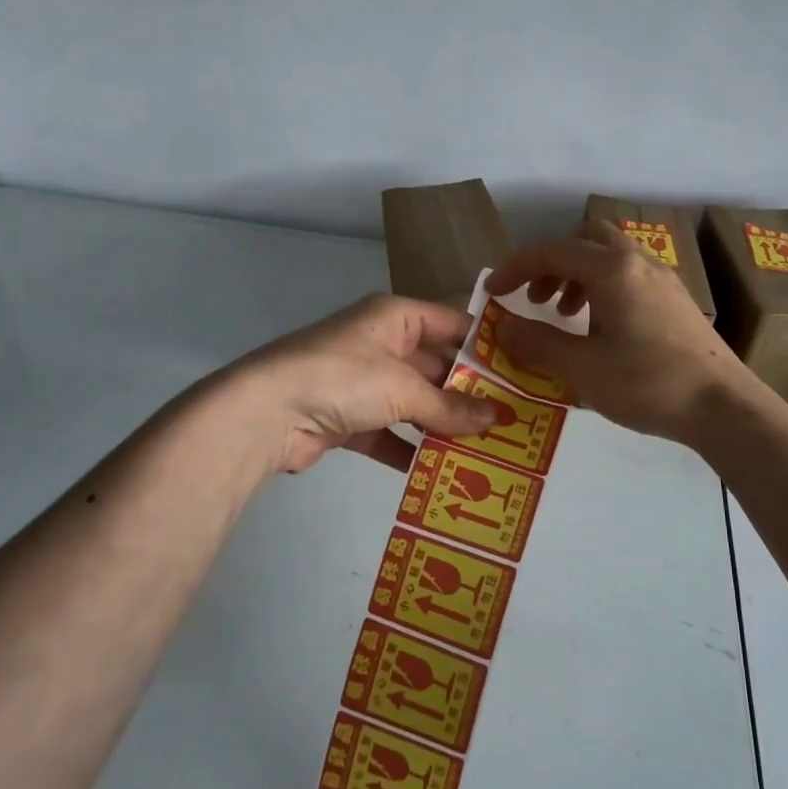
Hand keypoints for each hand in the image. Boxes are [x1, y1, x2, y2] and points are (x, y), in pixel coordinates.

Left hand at [228, 293, 495, 474]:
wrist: (267, 413)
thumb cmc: (344, 378)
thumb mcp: (404, 388)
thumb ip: (450, 406)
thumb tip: (496, 419)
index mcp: (394, 317)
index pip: (451, 323)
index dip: (484, 345)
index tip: (520, 370)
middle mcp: (380, 343)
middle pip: (434, 366)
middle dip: (467, 393)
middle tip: (510, 419)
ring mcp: (361, 382)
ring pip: (413, 402)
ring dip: (442, 425)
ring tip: (486, 448)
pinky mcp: (347, 419)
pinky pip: (389, 432)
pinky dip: (410, 450)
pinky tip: (441, 471)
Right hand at [486, 220, 753, 444]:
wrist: (723, 407)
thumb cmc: (647, 383)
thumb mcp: (581, 368)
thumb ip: (537, 342)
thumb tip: (503, 324)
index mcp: (612, 270)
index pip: (552, 251)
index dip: (516, 268)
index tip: (494, 293)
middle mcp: (638, 263)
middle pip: (586, 240)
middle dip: (552, 264)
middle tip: (537, 299)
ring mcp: (663, 280)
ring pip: (610, 258)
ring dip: (578, 278)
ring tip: (566, 317)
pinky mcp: (676, 301)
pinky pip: (629, 277)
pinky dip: (603, 290)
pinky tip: (601, 331)